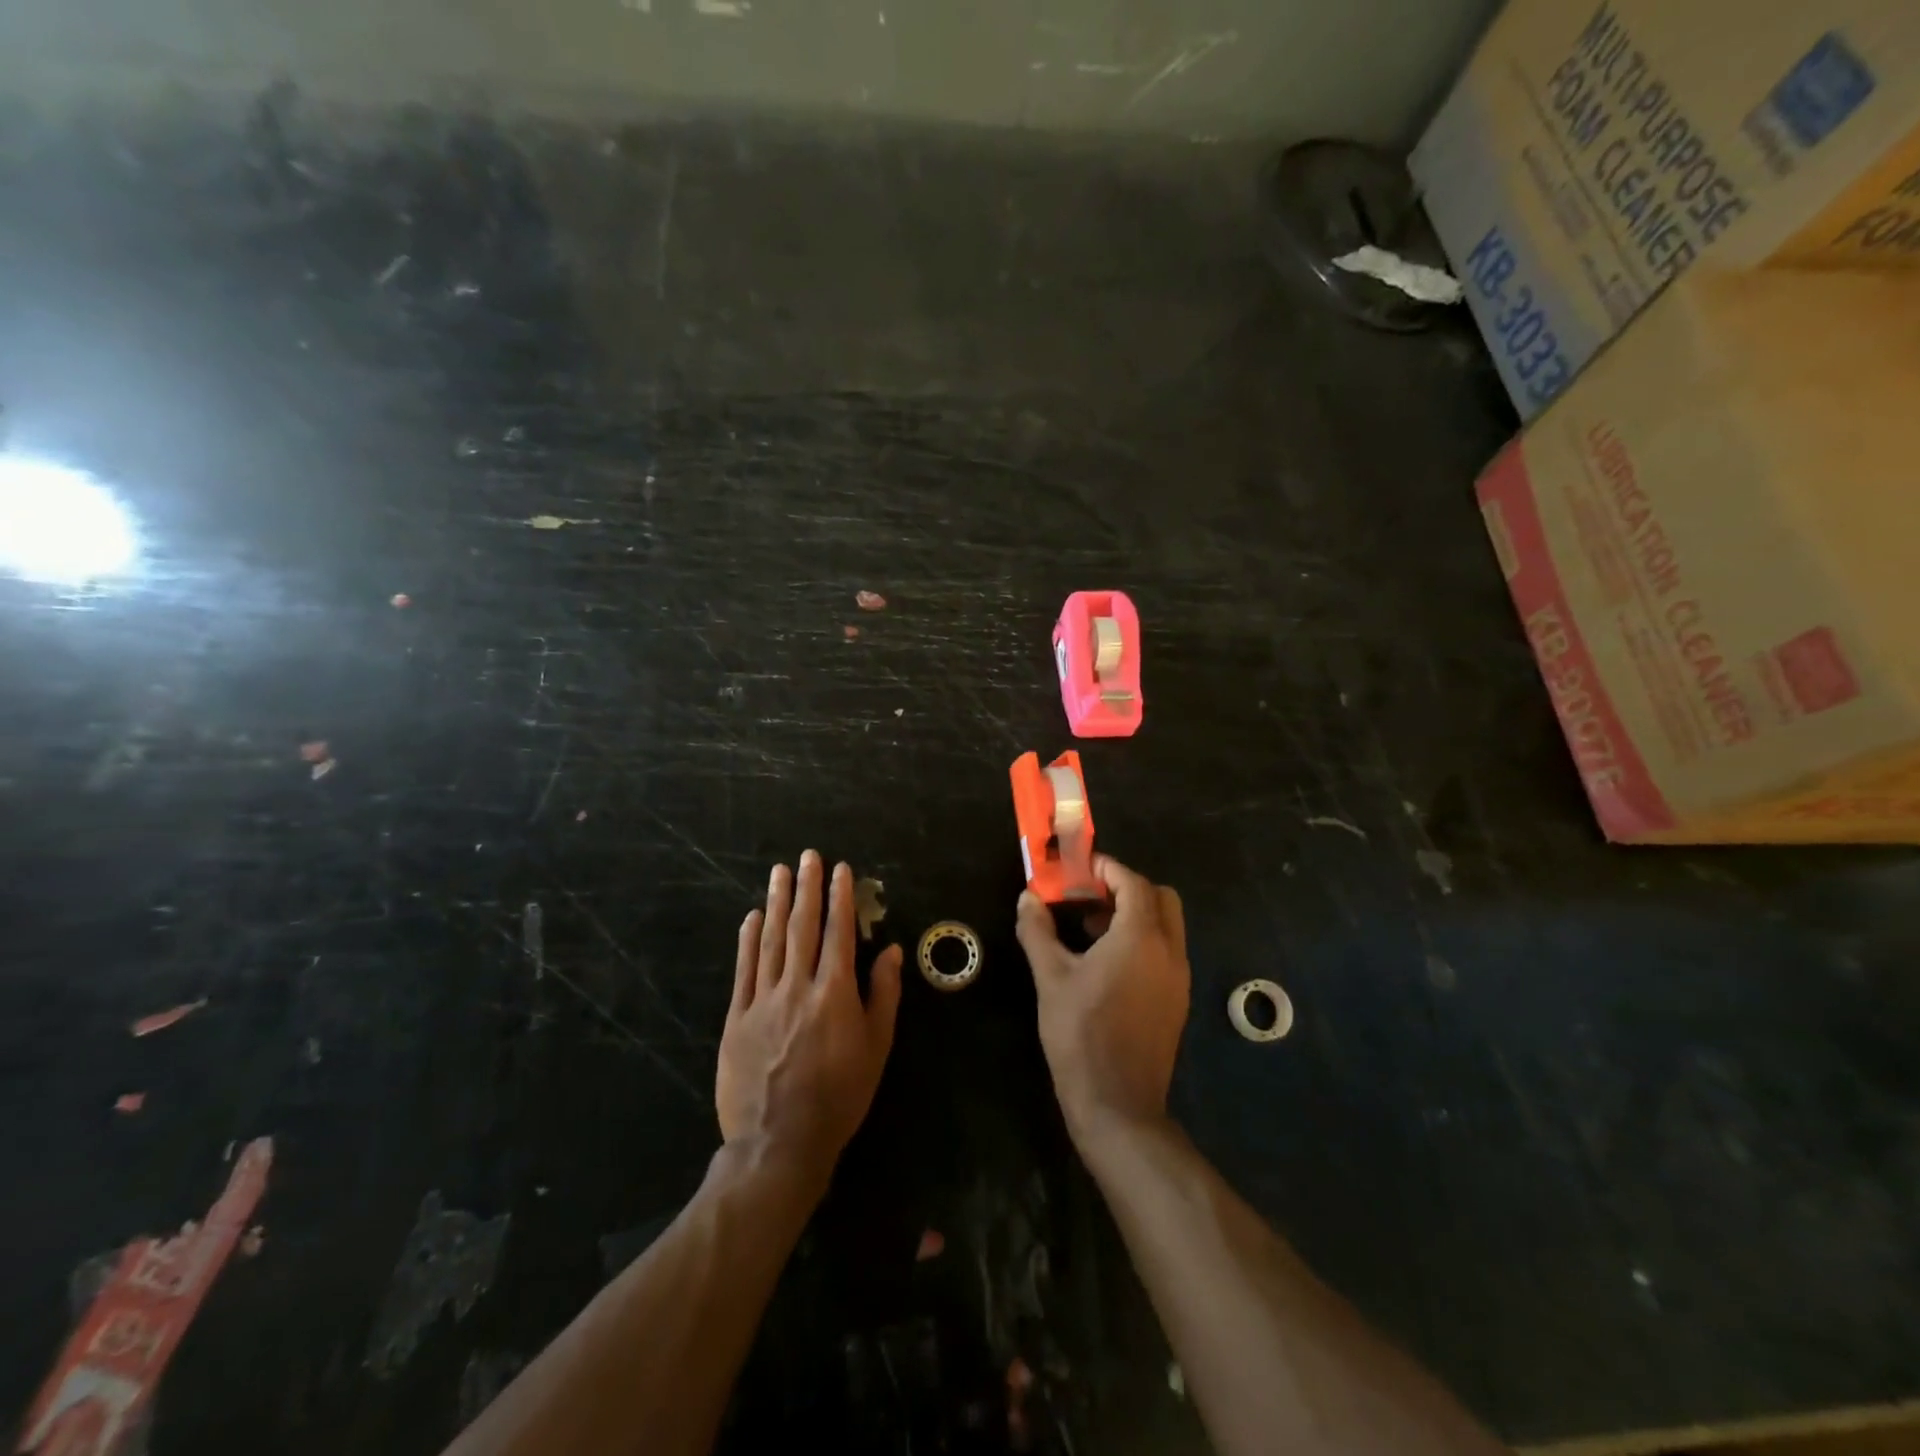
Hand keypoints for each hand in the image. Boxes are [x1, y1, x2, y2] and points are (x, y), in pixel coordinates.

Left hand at [717, 852, 903, 1187]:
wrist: (779, 1142)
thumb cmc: (839, 1095)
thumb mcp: (876, 1048)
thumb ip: (883, 995)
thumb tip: (890, 950)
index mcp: (835, 992)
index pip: (839, 933)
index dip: (840, 898)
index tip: (841, 870)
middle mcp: (798, 986)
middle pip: (803, 927)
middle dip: (807, 888)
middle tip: (808, 856)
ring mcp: (763, 1000)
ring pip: (771, 940)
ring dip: (777, 903)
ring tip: (780, 872)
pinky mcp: (737, 1017)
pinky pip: (744, 969)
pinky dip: (748, 940)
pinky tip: (752, 916)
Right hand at [1015, 855, 1189, 1144]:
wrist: (1118, 1105)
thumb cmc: (1080, 1034)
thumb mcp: (1051, 978)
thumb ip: (1038, 931)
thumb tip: (1027, 898)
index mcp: (1141, 938)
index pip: (1133, 883)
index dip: (1107, 868)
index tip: (1080, 867)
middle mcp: (1169, 951)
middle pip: (1160, 898)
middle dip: (1126, 888)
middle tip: (1089, 896)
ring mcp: (1178, 977)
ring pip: (1166, 925)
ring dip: (1134, 914)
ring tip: (1089, 928)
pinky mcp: (1177, 1000)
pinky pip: (1165, 951)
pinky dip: (1142, 940)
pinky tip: (1105, 962)